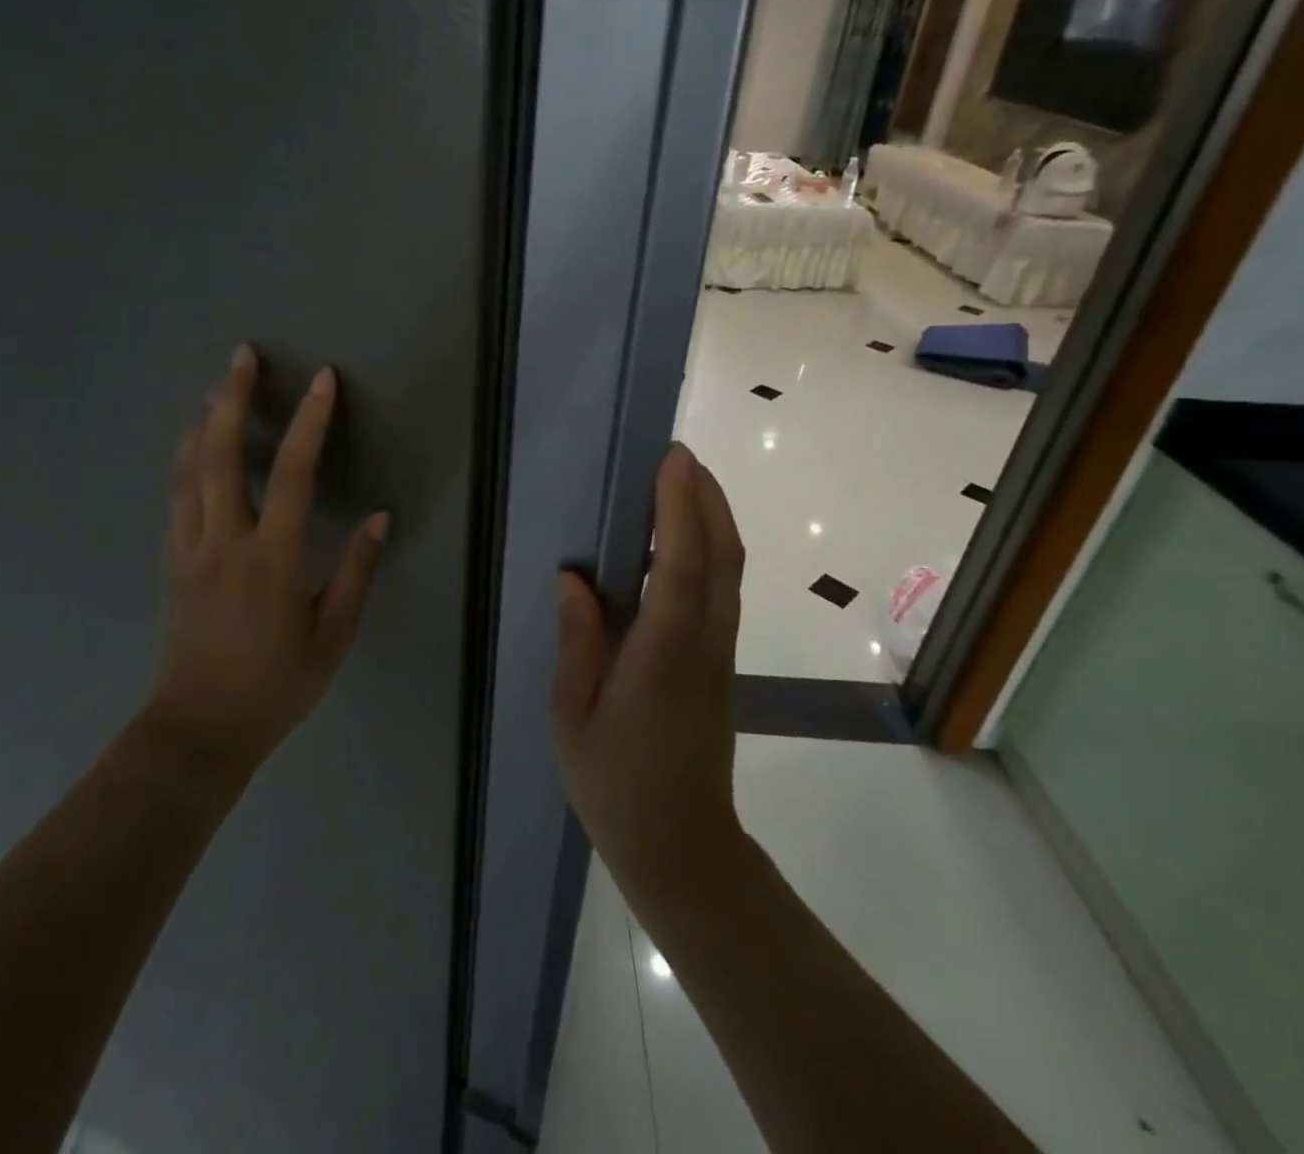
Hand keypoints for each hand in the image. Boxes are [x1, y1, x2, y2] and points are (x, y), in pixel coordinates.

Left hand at [143, 344, 389, 784]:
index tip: (322, 381)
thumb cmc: (275, 685)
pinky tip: (191, 450)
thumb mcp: (332, 636)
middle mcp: (225, 541)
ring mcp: (190, 549)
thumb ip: (355, 571)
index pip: (293, 473)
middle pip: (222, 454)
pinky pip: (175, 498)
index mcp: (272, 558)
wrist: (199, 729)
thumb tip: (378, 518)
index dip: (310, 422)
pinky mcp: (171, 563)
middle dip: (231, 398)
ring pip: (188, 470)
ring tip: (212, 390)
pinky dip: (184, 462)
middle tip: (241, 356)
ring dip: (201, 422)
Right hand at [552, 442, 745, 893]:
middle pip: (721, 556)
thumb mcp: (574, 714)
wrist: (682, 847)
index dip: (681, 508)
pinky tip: (685, 540)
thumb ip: (578, 640)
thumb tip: (573, 578)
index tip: (672, 460)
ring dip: (713, 518)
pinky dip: (711, 549)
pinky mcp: (721, 663)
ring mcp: (720, 653)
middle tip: (676, 456)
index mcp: (664, 653)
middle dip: (705, 498)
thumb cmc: (616, 783)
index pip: (683, 565)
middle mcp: (703, 643)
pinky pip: (723, 590)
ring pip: (730, 571)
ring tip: (682, 482)